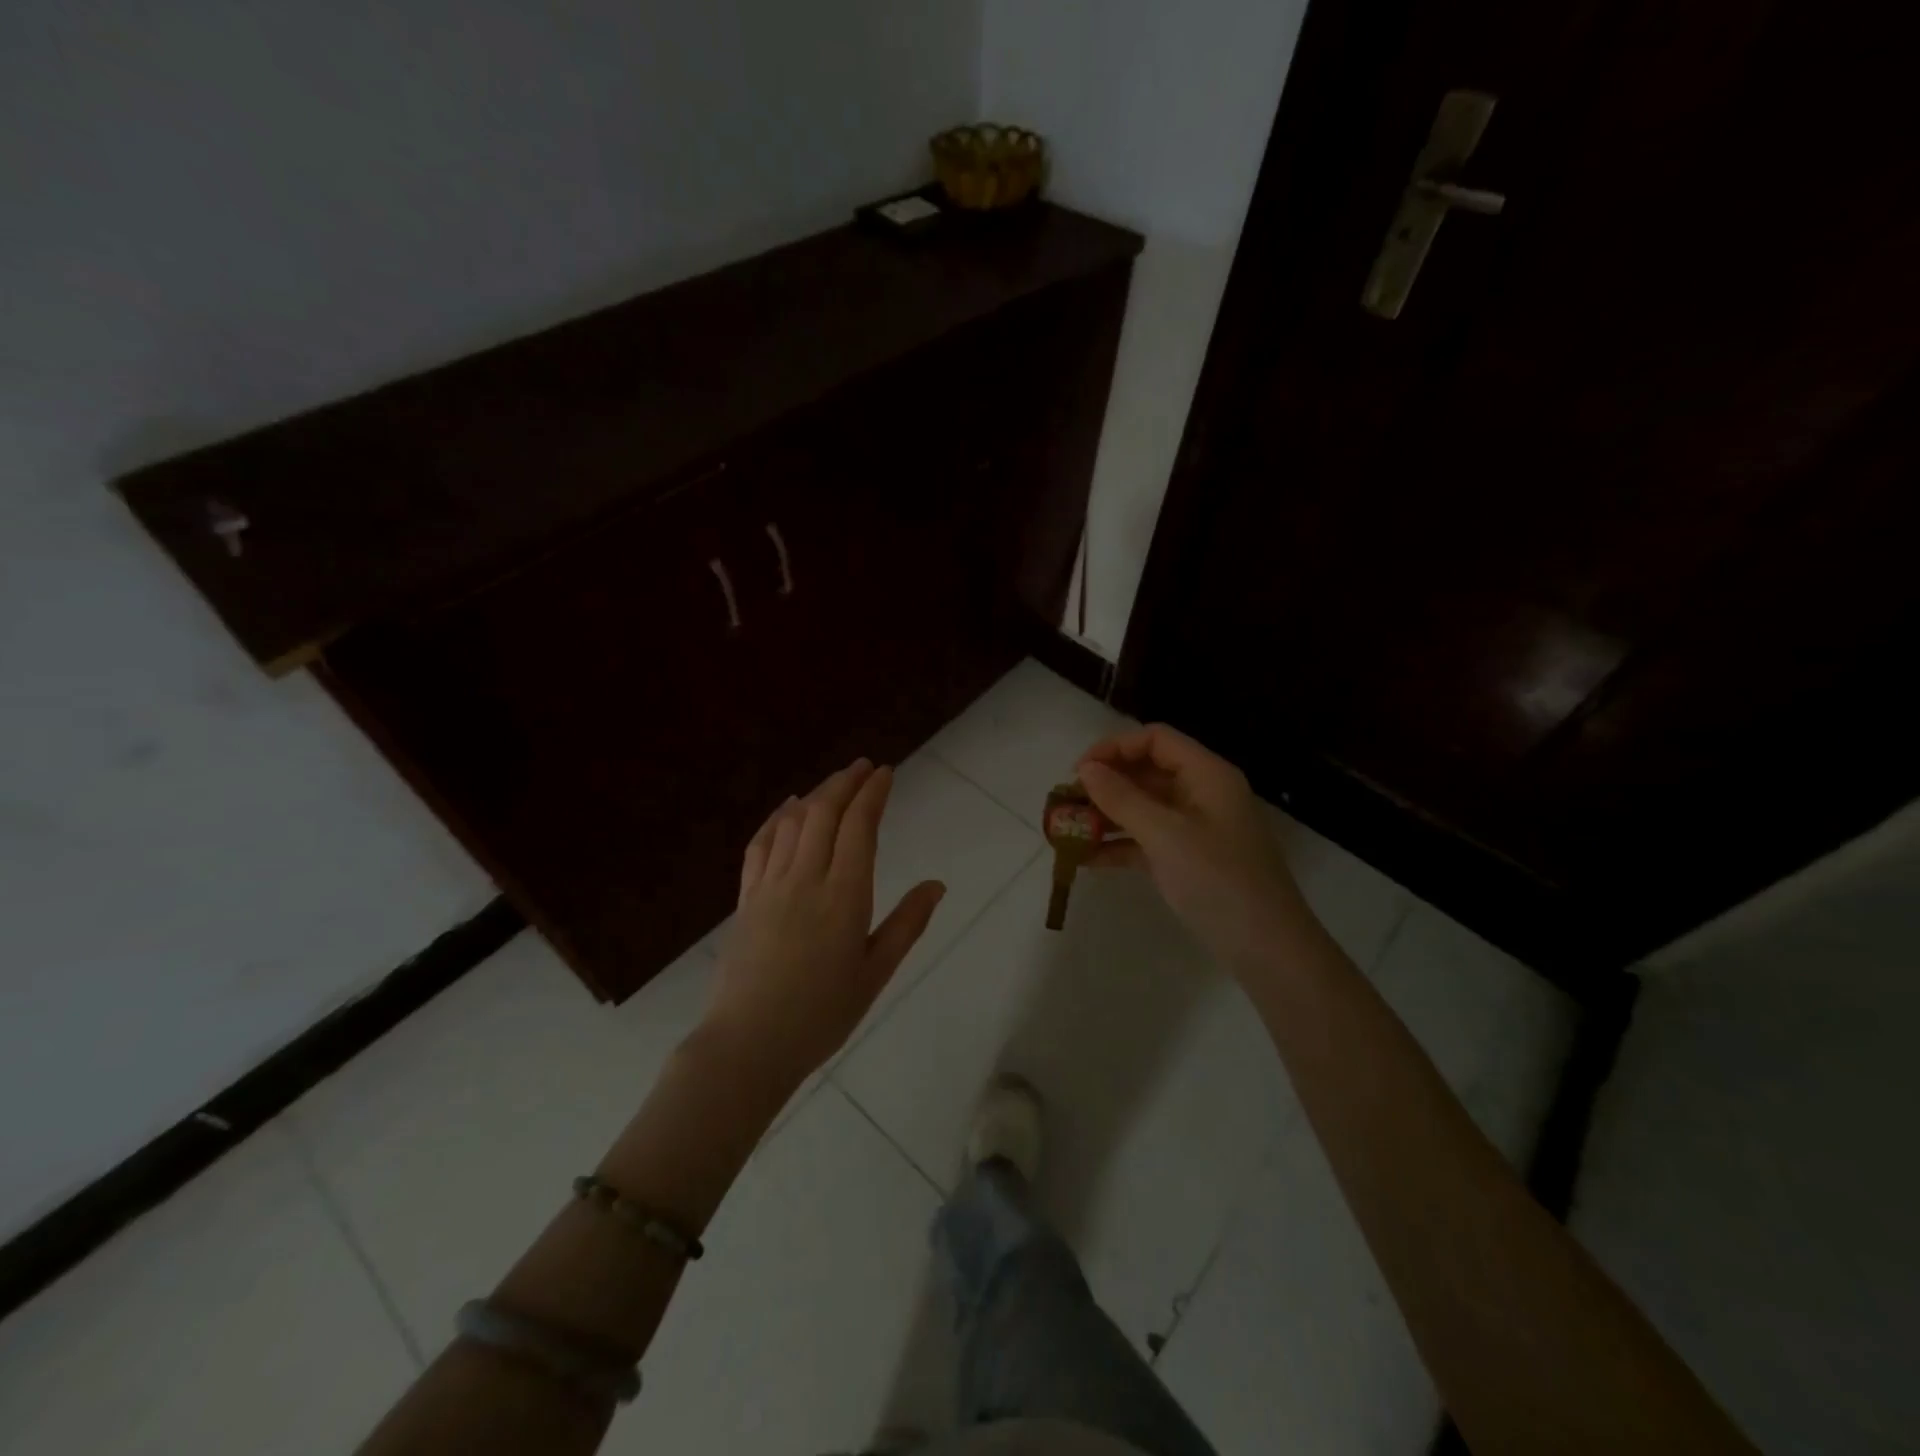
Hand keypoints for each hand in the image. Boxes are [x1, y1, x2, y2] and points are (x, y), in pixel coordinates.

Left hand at [706, 759, 944, 1083]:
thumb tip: (937, 884)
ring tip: (835, 782)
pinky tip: (787, 808)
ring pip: (793, 822)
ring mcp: (771, 885)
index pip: (860, 827)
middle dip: (846, 782)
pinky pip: (760, 845)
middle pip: (825, 813)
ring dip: (816, 794)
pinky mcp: (746, 898)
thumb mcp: (876, 973)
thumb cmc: (821, 1015)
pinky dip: (776, 819)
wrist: (748, 1045)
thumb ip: (907, 924)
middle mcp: (806, 878)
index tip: (886, 772)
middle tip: (864, 766)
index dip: (873, 794)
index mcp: (845, 896)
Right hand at [1077, 725, 1311, 969]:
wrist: (1267, 950)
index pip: (1155, 740)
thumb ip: (1122, 798)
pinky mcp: (1187, 861)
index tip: (1078, 772)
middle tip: (1065, 803)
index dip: (1114, 748)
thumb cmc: (1219, 881)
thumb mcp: (1166, 835)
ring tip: (1067, 830)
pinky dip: (1118, 845)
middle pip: (1146, 772)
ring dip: (1106, 816)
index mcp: (1207, 775)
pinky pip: (1145, 841)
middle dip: (1104, 784)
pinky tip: (1085, 860)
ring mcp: (1194, 829)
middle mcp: (1201, 794)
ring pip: (1142, 808)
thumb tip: (1085, 769)